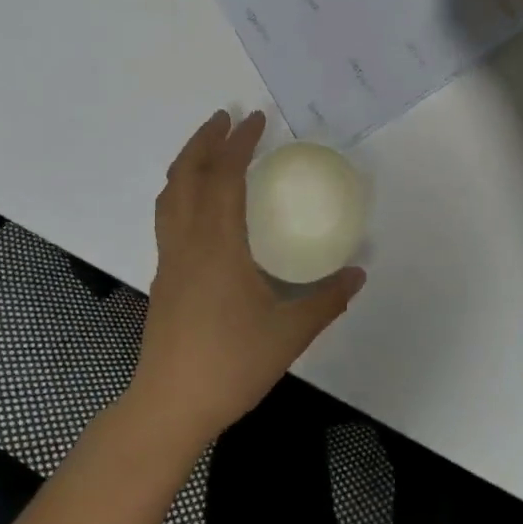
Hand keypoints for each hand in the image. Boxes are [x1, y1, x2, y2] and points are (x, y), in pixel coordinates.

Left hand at [128, 110, 365, 445]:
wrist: (170, 405)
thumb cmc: (231, 365)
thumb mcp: (289, 333)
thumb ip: (326, 300)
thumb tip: (358, 273)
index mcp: (218, 246)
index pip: (224, 178)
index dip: (239, 144)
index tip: (256, 120)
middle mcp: (187, 242)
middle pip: (186, 175)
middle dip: (205, 141)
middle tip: (226, 118)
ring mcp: (169, 259)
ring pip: (169, 195)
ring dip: (187, 162)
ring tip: (208, 147)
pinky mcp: (164, 277)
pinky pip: (167, 216)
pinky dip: (180, 190)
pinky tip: (198, 202)